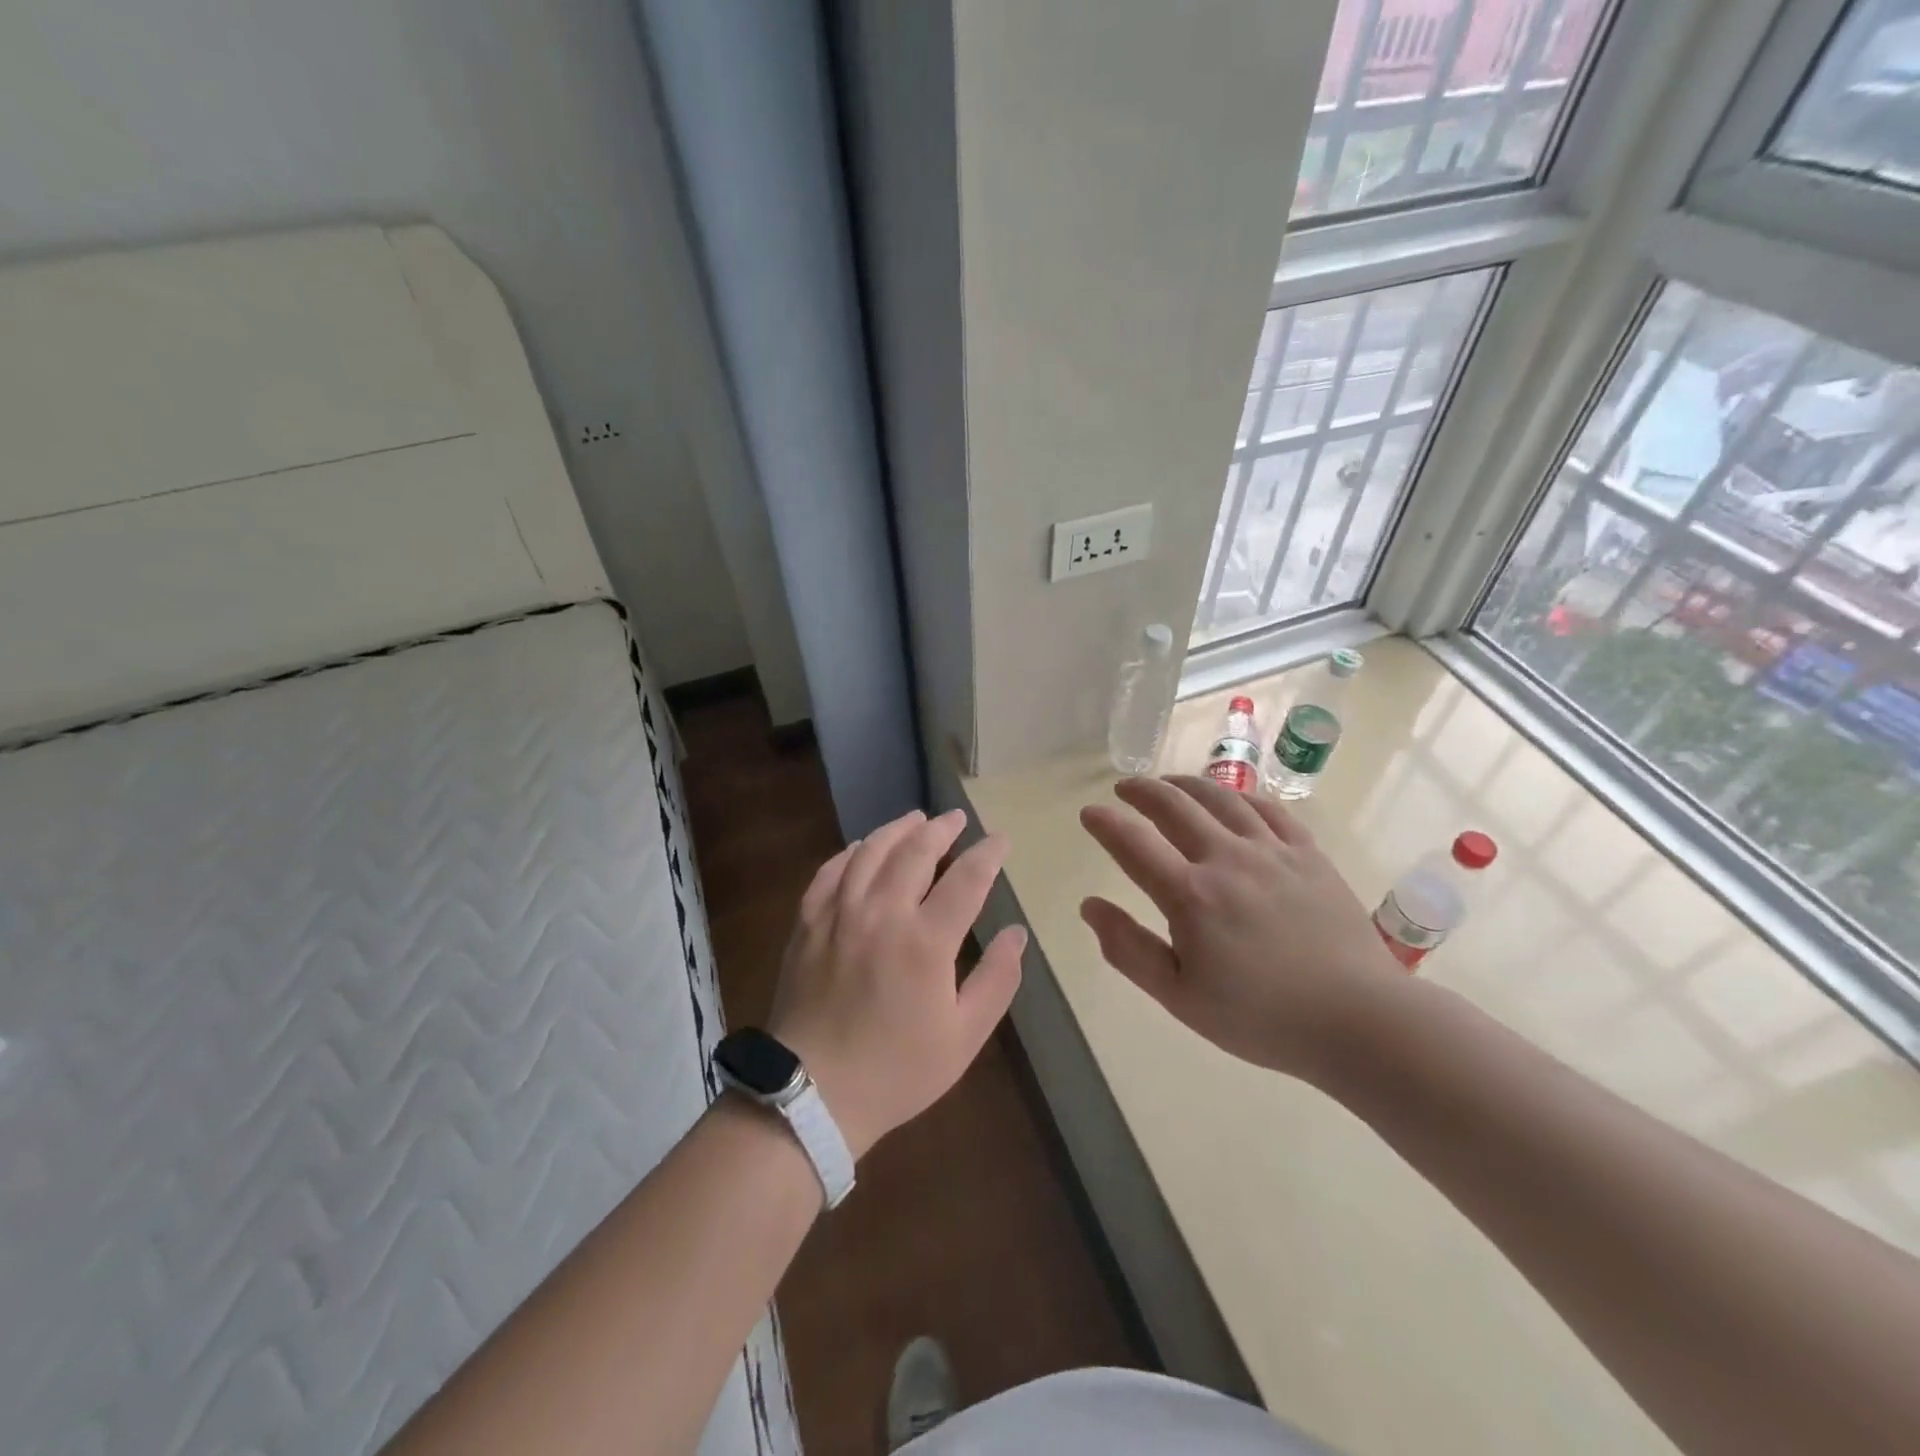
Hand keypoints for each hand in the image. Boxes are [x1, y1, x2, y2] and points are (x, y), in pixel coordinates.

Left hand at [767, 809, 1025, 1160]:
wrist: (813, 1093)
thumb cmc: (896, 1070)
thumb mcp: (964, 1037)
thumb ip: (996, 980)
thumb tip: (1016, 933)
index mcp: (926, 941)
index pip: (966, 879)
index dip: (987, 854)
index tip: (1000, 840)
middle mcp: (882, 913)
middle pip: (915, 852)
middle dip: (941, 830)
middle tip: (956, 819)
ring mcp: (839, 914)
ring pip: (870, 852)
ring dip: (897, 830)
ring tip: (915, 819)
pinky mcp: (808, 923)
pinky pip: (829, 872)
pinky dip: (849, 853)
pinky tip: (860, 848)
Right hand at [1079, 776, 1406, 1084]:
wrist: (1359, 1020)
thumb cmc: (1261, 1017)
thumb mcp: (1180, 997)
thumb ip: (1129, 949)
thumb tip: (1090, 906)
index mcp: (1191, 895)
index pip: (1133, 843)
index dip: (1105, 823)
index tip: (1089, 813)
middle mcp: (1227, 859)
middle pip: (1174, 805)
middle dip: (1142, 791)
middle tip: (1124, 788)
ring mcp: (1272, 851)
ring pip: (1220, 797)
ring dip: (1185, 784)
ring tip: (1169, 783)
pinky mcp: (1308, 854)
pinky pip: (1268, 809)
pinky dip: (1238, 796)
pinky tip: (1230, 799)